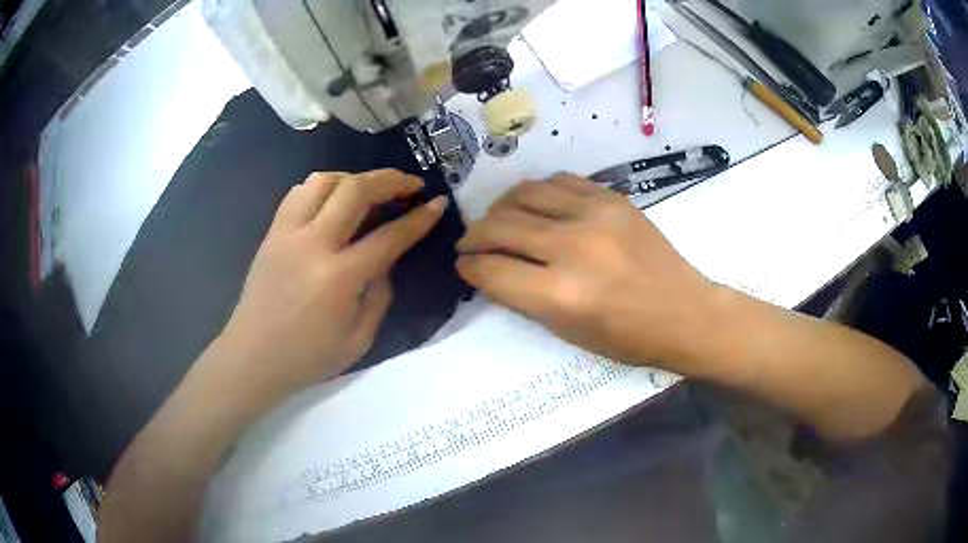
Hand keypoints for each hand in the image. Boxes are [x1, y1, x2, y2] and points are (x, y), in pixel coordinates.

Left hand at [217, 169, 446, 397]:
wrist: (252, 357)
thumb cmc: (307, 357)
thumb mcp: (359, 340)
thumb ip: (379, 295)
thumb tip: (384, 261)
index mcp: (338, 278)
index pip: (388, 236)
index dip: (419, 218)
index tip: (438, 204)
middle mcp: (312, 244)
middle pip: (355, 190)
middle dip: (390, 180)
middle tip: (411, 184)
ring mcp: (287, 233)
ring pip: (324, 181)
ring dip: (354, 178)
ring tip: (370, 190)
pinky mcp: (272, 233)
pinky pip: (299, 193)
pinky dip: (323, 187)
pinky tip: (333, 201)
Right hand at [456, 173, 713, 366]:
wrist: (683, 312)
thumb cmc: (627, 337)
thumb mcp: (567, 331)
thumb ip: (523, 298)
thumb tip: (490, 269)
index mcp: (559, 295)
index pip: (491, 269)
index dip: (469, 267)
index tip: (464, 264)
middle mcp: (572, 247)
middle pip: (500, 225)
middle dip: (474, 235)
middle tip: (471, 243)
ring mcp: (594, 215)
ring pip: (524, 193)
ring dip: (501, 208)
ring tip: (500, 220)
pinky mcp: (612, 198)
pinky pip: (559, 180)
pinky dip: (538, 192)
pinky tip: (537, 206)